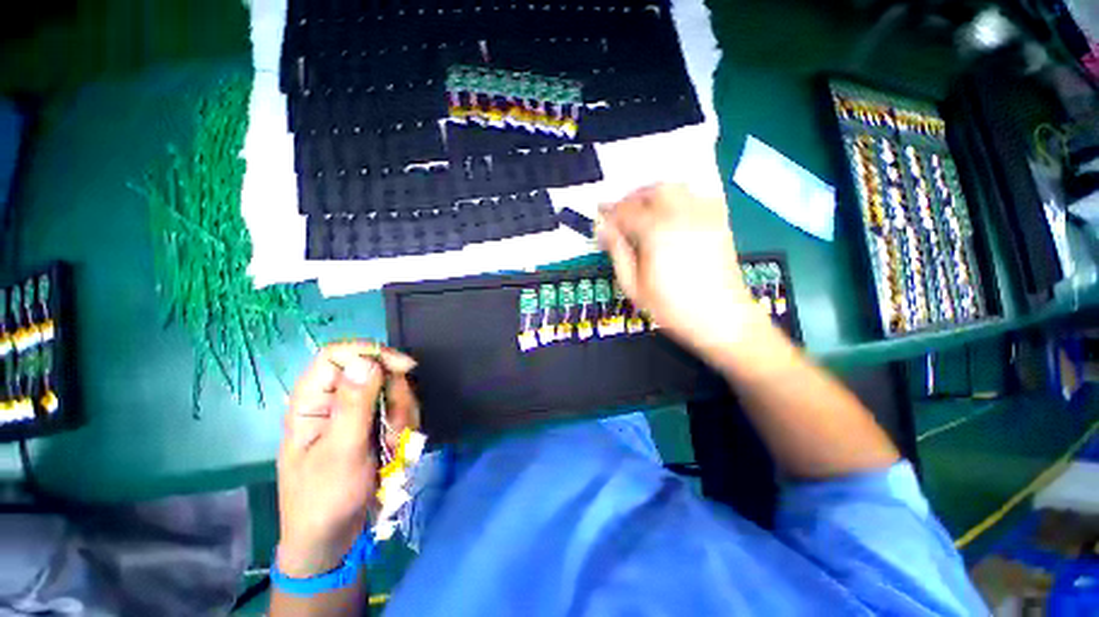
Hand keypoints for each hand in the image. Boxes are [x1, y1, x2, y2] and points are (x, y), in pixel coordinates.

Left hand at [276, 341, 417, 577]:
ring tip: (392, 449)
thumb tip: (365, 360)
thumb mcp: (340, 452)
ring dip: (402, 418)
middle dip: (395, 398)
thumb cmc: (325, 499)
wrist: (333, 539)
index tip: (405, 369)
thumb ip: (353, 405)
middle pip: (378, 372)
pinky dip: (404, 428)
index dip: (373, 353)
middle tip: (395, 430)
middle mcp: (335, 400)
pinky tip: (395, 451)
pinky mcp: (372, 424)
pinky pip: (400, 410)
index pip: (340, 354)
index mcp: (312, 401)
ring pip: (394, 391)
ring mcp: (356, 412)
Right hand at [597, 184, 770, 361]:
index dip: (610, 213)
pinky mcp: (719, 221)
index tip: (600, 219)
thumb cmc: (671, 308)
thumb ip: (617, 253)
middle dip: (633, 197)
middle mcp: (680, 215)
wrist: (721, 319)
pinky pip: (698, 195)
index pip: (626, 211)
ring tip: (644, 211)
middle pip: (652, 190)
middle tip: (621, 213)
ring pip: (676, 187)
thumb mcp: (633, 286)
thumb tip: (603, 229)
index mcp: (655, 232)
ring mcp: (703, 215)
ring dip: (655, 194)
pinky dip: (680, 197)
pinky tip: (672, 214)